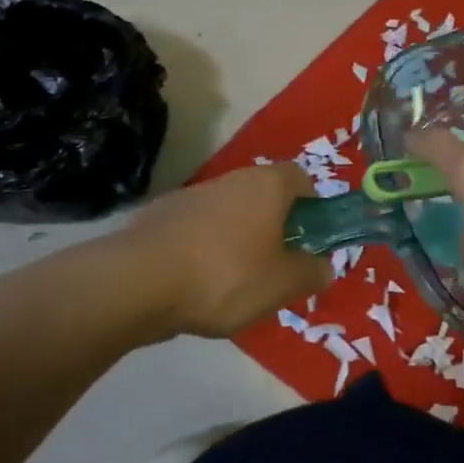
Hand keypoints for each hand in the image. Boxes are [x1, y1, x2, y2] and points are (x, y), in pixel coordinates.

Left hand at [127, 165, 332, 337]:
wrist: (138, 282)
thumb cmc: (226, 275)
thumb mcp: (283, 284)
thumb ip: (311, 273)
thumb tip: (325, 266)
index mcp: (267, 186)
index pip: (301, 178)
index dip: (312, 204)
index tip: (312, 236)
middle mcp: (231, 180)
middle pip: (264, 195)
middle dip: (276, 225)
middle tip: (280, 265)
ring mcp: (191, 195)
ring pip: (230, 213)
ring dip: (239, 238)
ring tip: (238, 282)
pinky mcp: (160, 217)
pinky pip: (198, 230)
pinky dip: (206, 249)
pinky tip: (200, 284)